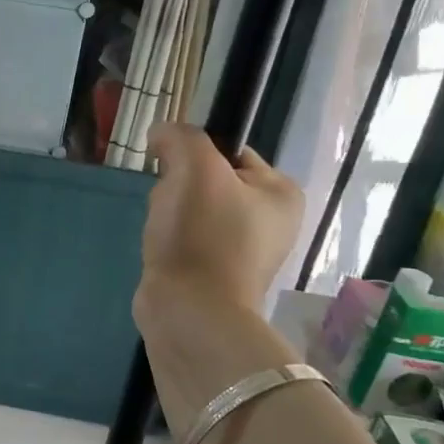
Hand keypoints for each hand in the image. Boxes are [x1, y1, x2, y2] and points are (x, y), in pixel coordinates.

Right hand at [135, 123, 302, 326]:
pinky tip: (162, 251)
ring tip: (164, 233)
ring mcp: (244, 250)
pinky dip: (168, 240)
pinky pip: (185, 238)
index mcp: (282, 193)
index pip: (230, 151)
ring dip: (168, 214)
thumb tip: (161, 133)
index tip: (175, 174)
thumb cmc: (202, 236)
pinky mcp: (215, 273)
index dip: (194, 156)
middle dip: (178, 189)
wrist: (190, 310)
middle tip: (171, 209)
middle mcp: (271, 221)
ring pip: (191, 209)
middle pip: (208, 180)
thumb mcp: (195, 168)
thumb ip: (181, 137)